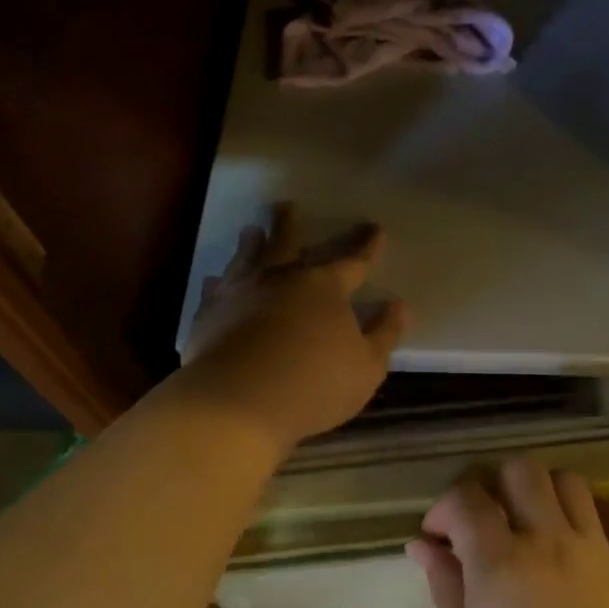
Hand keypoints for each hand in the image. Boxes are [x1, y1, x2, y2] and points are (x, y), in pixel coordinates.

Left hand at [181, 203, 407, 448]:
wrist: (237, 402)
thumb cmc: (313, 385)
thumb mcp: (366, 367)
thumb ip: (383, 334)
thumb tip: (399, 306)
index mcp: (324, 288)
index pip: (353, 261)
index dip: (366, 246)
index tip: (376, 229)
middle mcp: (280, 279)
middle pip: (287, 243)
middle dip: (289, 224)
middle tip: (285, 205)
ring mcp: (240, 293)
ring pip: (247, 258)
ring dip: (251, 244)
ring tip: (250, 231)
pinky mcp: (209, 314)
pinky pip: (215, 290)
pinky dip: (218, 282)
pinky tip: (215, 280)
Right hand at [407, 458, 608, 607]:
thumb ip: (444, 587)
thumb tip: (423, 545)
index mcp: (499, 562)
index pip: (466, 498)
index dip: (444, 508)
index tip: (438, 536)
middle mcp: (548, 540)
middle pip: (521, 470)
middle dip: (494, 484)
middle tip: (485, 521)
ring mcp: (594, 550)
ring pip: (569, 482)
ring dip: (542, 491)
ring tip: (531, 524)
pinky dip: (597, 512)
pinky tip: (580, 533)